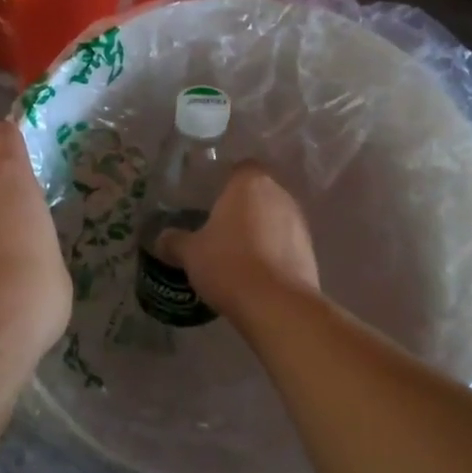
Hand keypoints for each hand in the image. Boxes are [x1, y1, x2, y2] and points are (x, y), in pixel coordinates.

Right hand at [159, 163, 318, 320]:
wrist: (276, 304)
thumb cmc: (228, 264)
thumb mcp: (190, 253)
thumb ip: (174, 241)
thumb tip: (161, 239)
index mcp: (249, 183)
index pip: (240, 168)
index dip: (226, 182)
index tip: (210, 200)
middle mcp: (279, 194)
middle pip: (259, 193)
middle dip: (242, 208)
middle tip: (219, 229)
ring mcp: (299, 222)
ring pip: (274, 218)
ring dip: (260, 231)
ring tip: (237, 254)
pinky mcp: (310, 250)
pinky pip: (286, 243)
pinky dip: (273, 252)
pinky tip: (256, 273)